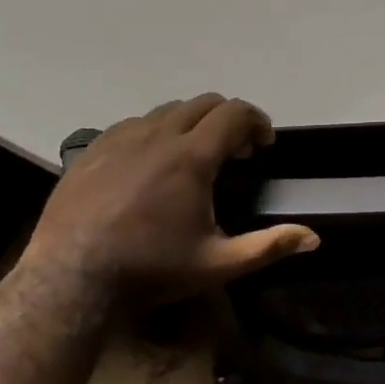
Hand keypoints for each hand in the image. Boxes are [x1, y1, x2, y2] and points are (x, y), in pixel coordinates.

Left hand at [21, 94, 317, 306]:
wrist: (69, 280)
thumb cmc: (151, 270)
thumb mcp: (218, 264)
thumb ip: (269, 246)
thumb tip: (314, 238)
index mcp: (192, 157)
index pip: (235, 113)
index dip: (258, 122)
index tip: (263, 146)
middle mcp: (158, 136)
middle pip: (204, 103)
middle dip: (229, 119)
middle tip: (236, 152)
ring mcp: (120, 139)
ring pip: (167, 110)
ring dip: (192, 123)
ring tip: (194, 156)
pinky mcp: (93, 150)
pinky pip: (133, 124)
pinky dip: (155, 132)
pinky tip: (151, 164)